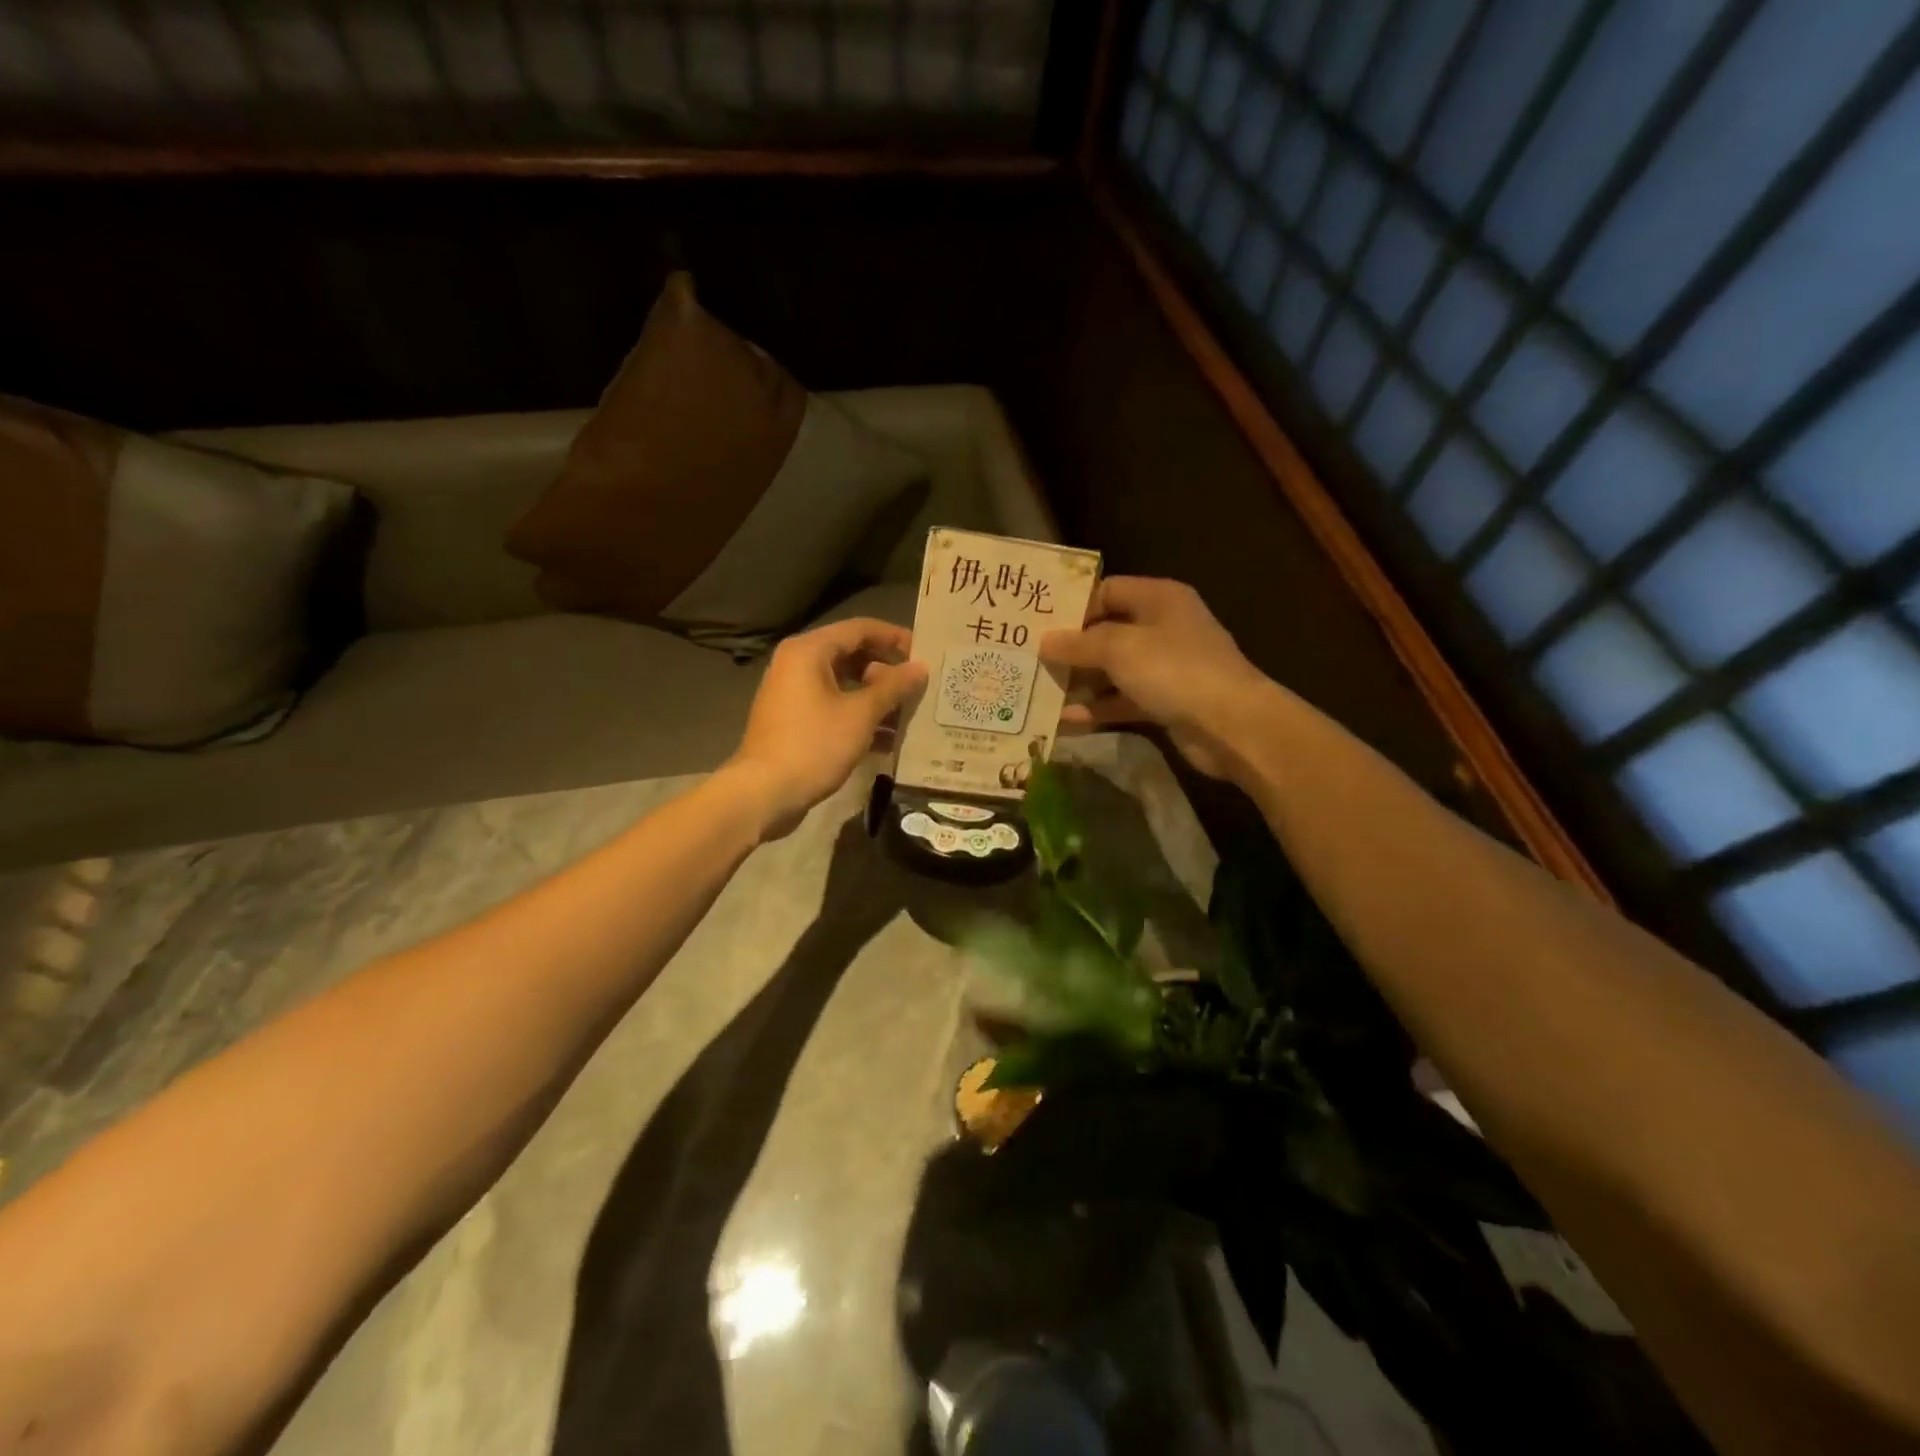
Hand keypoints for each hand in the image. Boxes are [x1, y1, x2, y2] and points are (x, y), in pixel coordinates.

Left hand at [725, 618, 927, 838]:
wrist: (764, 793)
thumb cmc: (814, 744)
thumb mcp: (861, 714)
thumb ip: (893, 687)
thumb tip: (920, 668)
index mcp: (809, 651)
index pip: (860, 629)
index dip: (894, 638)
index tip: (924, 652)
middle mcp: (796, 664)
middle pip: (851, 655)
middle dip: (887, 671)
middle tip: (919, 685)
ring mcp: (792, 694)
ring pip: (843, 685)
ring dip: (876, 697)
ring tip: (909, 713)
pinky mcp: (793, 721)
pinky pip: (832, 707)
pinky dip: (858, 716)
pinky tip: (887, 739)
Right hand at [1040, 577, 1274, 780]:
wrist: (1231, 725)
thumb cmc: (1174, 670)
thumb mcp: (1120, 648)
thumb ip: (1079, 643)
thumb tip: (1045, 641)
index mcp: (1159, 598)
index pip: (1107, 590)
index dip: (1073, 606)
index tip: (1038, 624)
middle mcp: (1163, 627)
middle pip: (1107, 631)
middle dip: (1071, 647)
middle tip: (1030, 658)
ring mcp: (1165, 667)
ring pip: (1113, 669)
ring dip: (1080, 681)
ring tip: (1040, 690)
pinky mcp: (1165, 701)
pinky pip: (1122, 699)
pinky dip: (1097, 707)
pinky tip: (1064, 719)